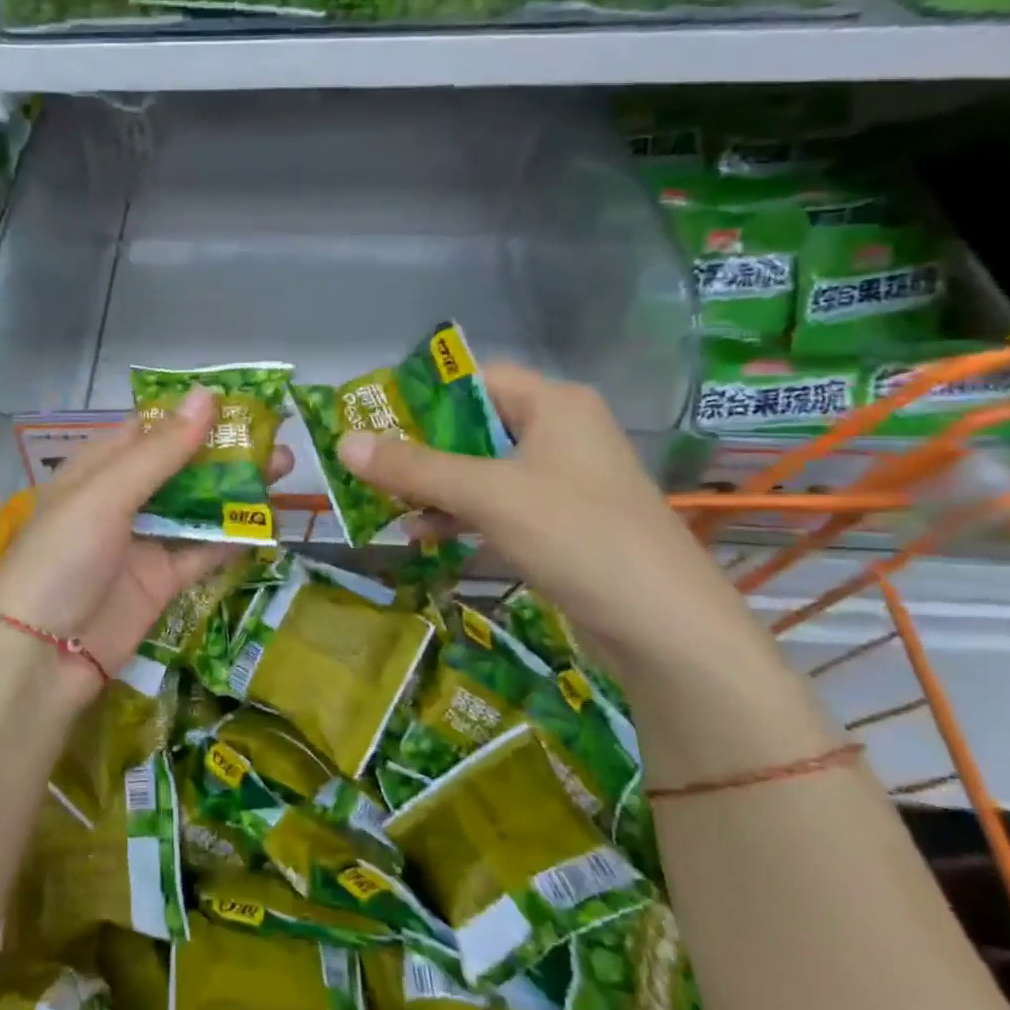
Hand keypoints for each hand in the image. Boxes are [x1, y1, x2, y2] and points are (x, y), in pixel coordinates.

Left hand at [0, 388, 292, 683]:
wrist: (40, 657)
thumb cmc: (63, 558)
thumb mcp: (106, 495)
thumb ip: (160, 451)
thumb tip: (206, 395)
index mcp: (99, 469)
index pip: (150, 429)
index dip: (193, 414)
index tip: (242, 401)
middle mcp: (122, 500)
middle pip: (181, 466)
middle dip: (225, 452)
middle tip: (276, 438)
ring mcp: (143, 542)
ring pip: (197, 506)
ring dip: (236, 490)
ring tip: (284, 470)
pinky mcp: (161, 581)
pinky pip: (202, 552)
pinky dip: (232, 538)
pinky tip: (268, 522)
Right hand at [335, 362, 769, 684]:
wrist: (667, 630)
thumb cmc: (578, 537)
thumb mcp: (487, 495)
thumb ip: (414, 468)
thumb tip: (343, 442)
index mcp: (554, 404)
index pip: (474, 379)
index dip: (420, 396)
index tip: (371, 419)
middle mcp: (560, 433)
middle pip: (472, 426)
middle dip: (419, 450)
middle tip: (368, 466)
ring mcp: (562, 481)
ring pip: (480, 469)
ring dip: (433, 487)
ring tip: (384, 504)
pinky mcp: (560, 523)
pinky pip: (496, 505)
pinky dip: (459, 515)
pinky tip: (422, 536)